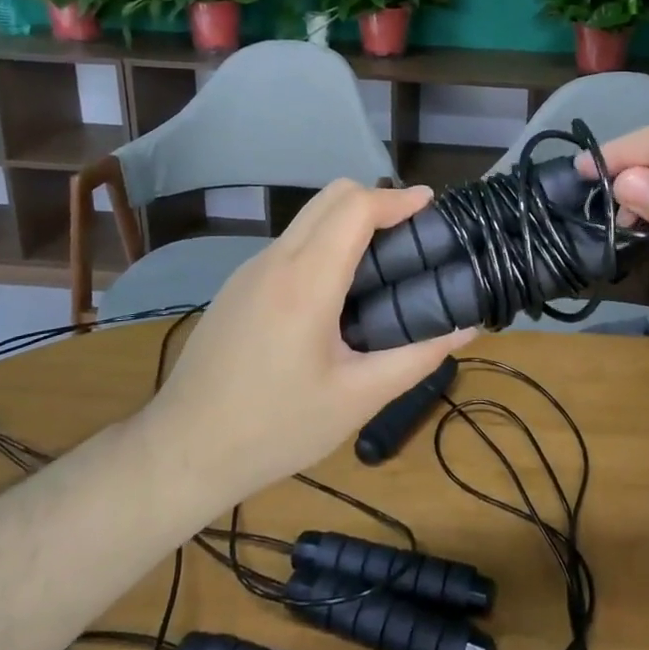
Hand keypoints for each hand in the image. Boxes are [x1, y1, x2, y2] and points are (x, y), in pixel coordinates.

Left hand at [142, 181, 476, 501]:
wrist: (181, 452)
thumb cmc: (276, 428)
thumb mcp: (358, 398)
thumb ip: (417, 357)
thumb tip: (466, 327)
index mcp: (305, 282)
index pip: (354, 207)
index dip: (397, 199)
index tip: (431, 206)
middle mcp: (274, 261)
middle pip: (330, 198)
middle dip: (376, 201)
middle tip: (413, 235)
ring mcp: (249, 271)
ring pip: (307, 219)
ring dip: (349, 222)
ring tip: (384, 265)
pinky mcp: (237, 287)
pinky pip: (290, 245)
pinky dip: (324, 244)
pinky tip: (338, 293)